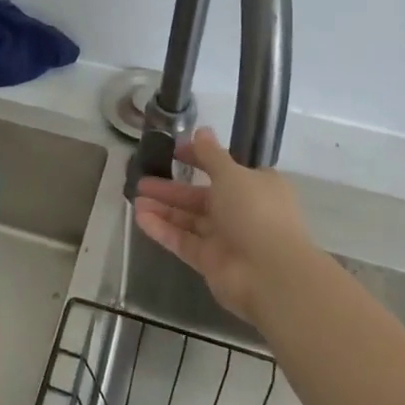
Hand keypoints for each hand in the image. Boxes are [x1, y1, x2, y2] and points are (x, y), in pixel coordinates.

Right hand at [132, 126, 312, 323]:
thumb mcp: (232, 174)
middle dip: (172, 188)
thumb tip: (201, 130)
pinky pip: (183, 241)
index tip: (174, 151)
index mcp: (255, 186)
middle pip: (200, 196)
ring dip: (163, 208)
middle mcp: (242, 210)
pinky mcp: (211, 262)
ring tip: (134, 198)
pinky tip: (140, 218)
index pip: (223, 168)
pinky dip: (163, 230)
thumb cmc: (255, 212)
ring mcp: (226, 238)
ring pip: (189, 220)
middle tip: (142, 180)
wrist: (270, 274)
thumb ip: (211, 155)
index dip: (198, 158)